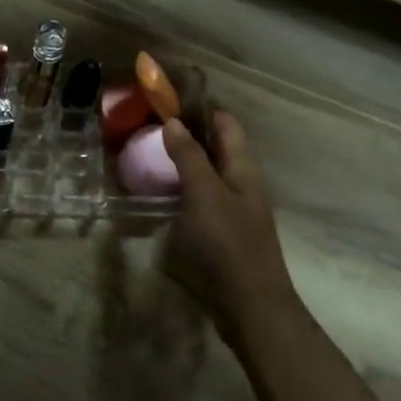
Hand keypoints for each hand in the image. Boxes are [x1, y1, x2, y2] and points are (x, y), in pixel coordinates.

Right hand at [161, 112, 291, 344]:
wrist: (250, 304)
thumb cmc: (228, 243)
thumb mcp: (204, 193)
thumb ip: (189, 157)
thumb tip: (174, 122)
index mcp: (243, 167)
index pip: (226, 124)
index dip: (201, 107)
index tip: (169, 97)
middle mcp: (242, 182)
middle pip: (218, 146)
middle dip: (189, 132)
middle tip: (150, 124)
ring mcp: (234, 207)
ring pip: (209, 172)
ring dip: (185, 159)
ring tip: (150, 152)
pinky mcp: (223, 230)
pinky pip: (202, 196)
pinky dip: (183, 186)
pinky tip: (162, 191)